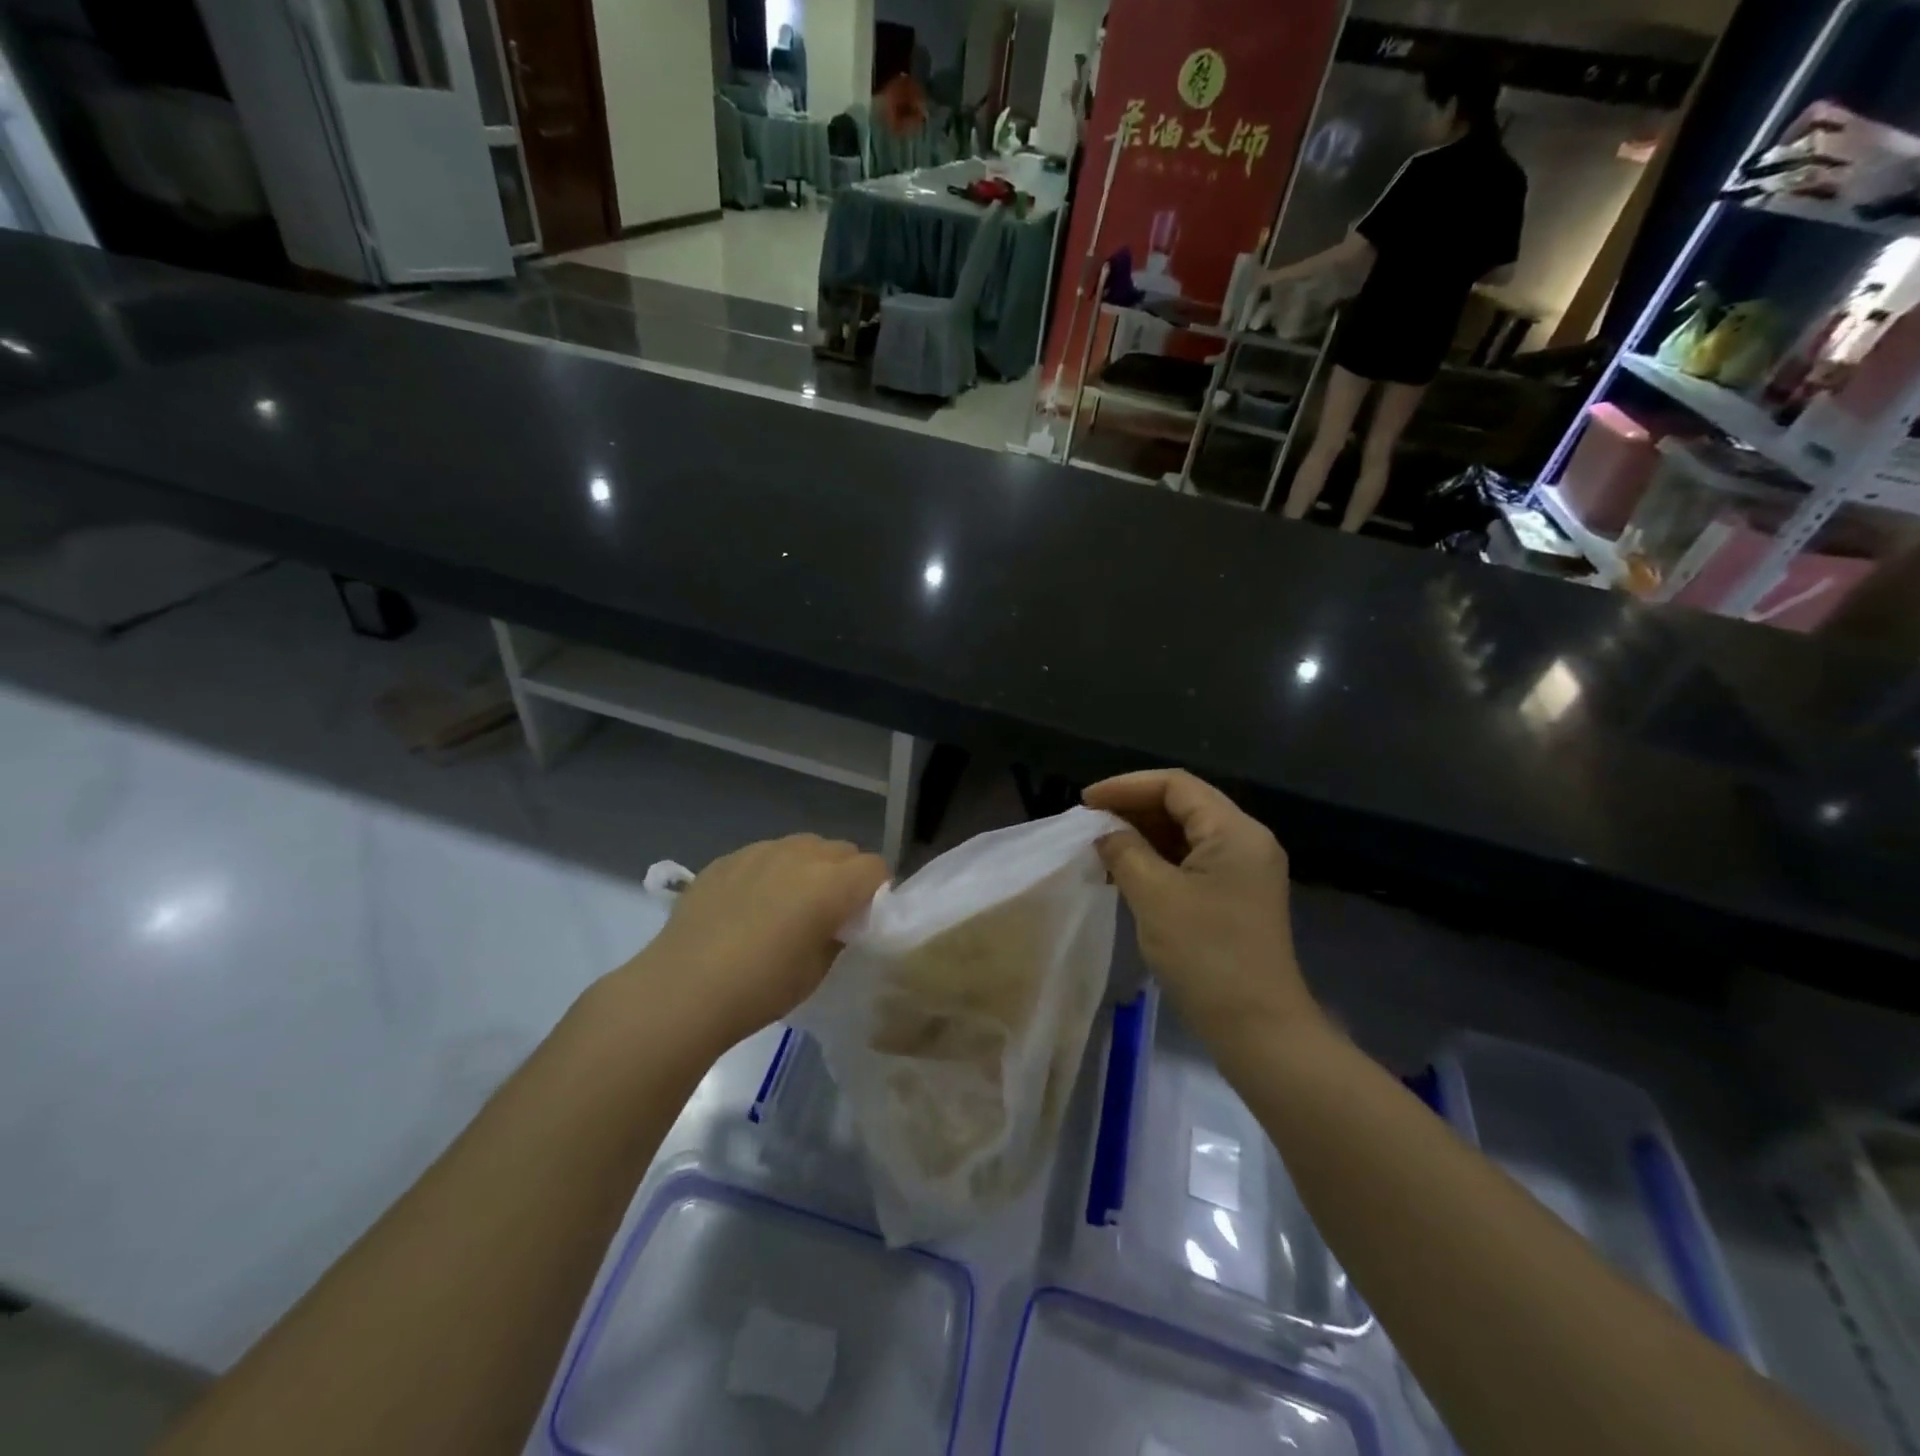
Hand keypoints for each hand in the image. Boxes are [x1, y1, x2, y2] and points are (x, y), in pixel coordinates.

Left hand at [617, 836, 888, 1054]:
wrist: (682, 989)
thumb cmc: (760, 988)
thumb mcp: (817, 970)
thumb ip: (838, 935)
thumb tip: (838, 921)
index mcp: (831, 883)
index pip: (874, 867)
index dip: (876, 890)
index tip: (862, 916)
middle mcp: (800, 855)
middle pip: (842, 850)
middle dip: (845, 874)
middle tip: (830, 911)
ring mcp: (760, 851)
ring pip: (802, 846)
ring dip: (808, 867)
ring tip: (788, 904)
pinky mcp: (727, 859)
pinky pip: (764, 855)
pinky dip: (770, 871)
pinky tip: (749, 905)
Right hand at [1083, 770, 1318, 1043]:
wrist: (1258, 1029)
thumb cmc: (1206, 956)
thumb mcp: (1154, 896)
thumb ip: (1124, 851)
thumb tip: (1104, 832)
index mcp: (1235, 831)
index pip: (1176, 785)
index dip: (1126, 786)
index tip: (1086, 801)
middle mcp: (1246, 841)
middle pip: (1183, 805)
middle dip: (1133, 809)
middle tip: (1089, 824)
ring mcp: (1244, 870)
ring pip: (1186, 834)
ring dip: (1143, 835)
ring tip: (1100, 846)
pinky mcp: (1236, 896)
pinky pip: (1192, 861)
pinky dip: (1157, 860)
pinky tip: (1125, 872)